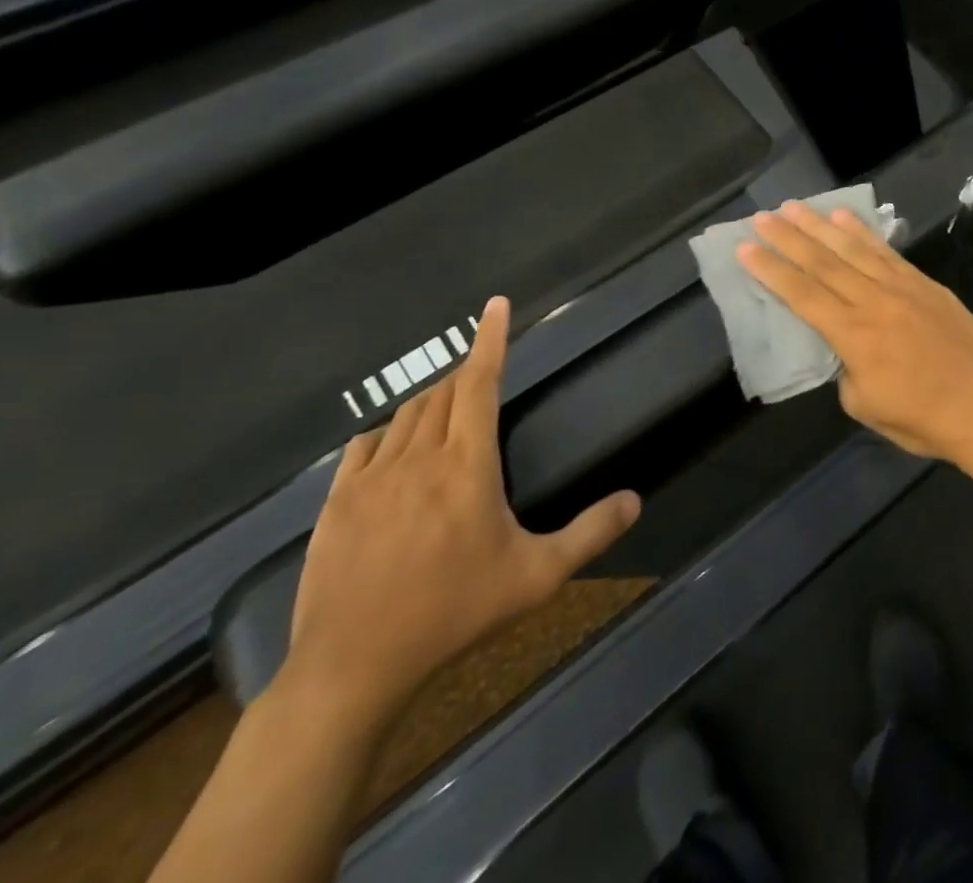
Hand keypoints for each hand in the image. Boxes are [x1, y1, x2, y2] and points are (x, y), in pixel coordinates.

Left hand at [282, 296, 640, 725]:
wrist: (352, 668)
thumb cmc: (454, 613)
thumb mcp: (536, 576)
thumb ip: (590, 533)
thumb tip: (635, 500)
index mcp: (468, 464)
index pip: (480, 382)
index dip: (490, 340)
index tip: (495, 304)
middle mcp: (418, 457)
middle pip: (442, 393)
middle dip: (464, 375)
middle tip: (482, 379)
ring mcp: (371, 478)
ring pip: (405, 416)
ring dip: (430, 403)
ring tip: (447, 414)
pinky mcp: (337, 504)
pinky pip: (364, 446)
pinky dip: (387, 434)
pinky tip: (393, 449)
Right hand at [737, 203, 972, 469]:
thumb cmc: (923, 419)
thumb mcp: (866, 407)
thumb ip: (845, 369)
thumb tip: (844, 346)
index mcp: (854, 336)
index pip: (802, 295)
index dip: (771, 270)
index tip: (746, 248)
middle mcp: (874, 302)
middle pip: (823, 263)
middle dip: (788, 238)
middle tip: (762, 217)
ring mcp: (903, 288)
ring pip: (854, 249)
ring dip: (820, 226)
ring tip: (795, 207)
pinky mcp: (926, 284)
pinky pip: (887, 252)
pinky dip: (863, 233)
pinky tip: (844, 218)